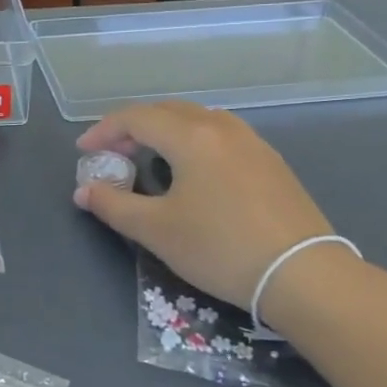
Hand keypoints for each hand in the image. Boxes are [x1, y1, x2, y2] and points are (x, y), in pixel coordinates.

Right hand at [73, 102, 342, 321]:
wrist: (303, 275)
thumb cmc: (220, 248)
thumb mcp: (157, 230)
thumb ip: (114, 205)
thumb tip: (85, 190)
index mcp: (191, 136)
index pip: (136, 117)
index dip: (103, 131)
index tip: (84, 152)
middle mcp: (222, 127)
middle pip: (167, 111)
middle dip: (132, 127)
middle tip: (112, 154)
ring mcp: (252, 142)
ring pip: (197, 119)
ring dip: (164, 131)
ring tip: (148, 158)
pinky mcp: (270, 162)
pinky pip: (220, 135)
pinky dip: (192, 141)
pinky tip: (191, 171)